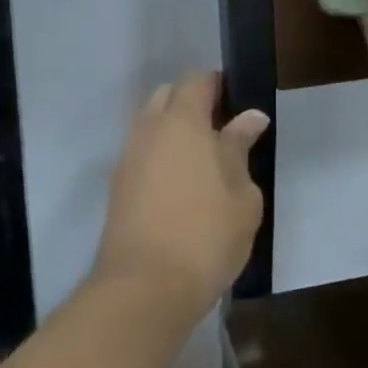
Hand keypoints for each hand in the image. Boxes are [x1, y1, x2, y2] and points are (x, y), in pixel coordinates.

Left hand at [92, 71, 269, 317]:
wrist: (144, 288)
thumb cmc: (206, 235)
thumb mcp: (241, 194)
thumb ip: (240, 148)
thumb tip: (250, 117)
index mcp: (182, 120)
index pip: (196, 80)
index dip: (217, 84)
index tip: (237, 102)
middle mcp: (149, 127)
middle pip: (168, 96)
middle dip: (191, 103)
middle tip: (220, 132)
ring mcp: (128, 155)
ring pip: (151, 124)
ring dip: (173, 130)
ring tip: (201, 162)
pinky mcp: (117, 185)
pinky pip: (141, 152)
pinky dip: (159, 155)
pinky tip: (178, 184)